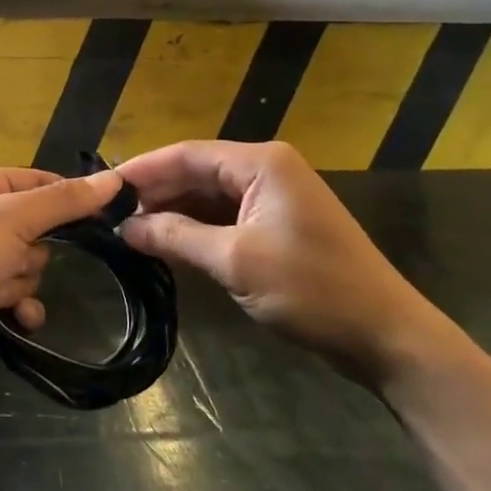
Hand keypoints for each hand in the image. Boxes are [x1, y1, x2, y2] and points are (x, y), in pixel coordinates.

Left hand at [0, 167, 123, 385]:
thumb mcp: (14, 217)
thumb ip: (65, 201)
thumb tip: (114, 179)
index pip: (35, 180)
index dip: (66, 197)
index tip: (102, 215)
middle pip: (35, 227)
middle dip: (31, 251)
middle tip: (13, 258)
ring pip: (27, 264)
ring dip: (18, 281)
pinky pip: (15, 294)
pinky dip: (16, 305)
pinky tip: (12, 316)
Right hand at [117, 141, 447, 385]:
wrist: (387, 336)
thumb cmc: (312, 289)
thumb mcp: (235, 261)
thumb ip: (176, 237)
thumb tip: (125, 228)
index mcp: (261, 163)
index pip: (187, 154)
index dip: (143, 169)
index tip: (103, 188)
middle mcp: (267, 169)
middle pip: (197, 172)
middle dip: (156, 193)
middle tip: (110, 215)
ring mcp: (275, 197)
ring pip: (210, 195)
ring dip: (174, 212)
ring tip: (130, 231)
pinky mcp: (279, 225)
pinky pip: (226, 216)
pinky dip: (197, 228)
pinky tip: (168, 244)